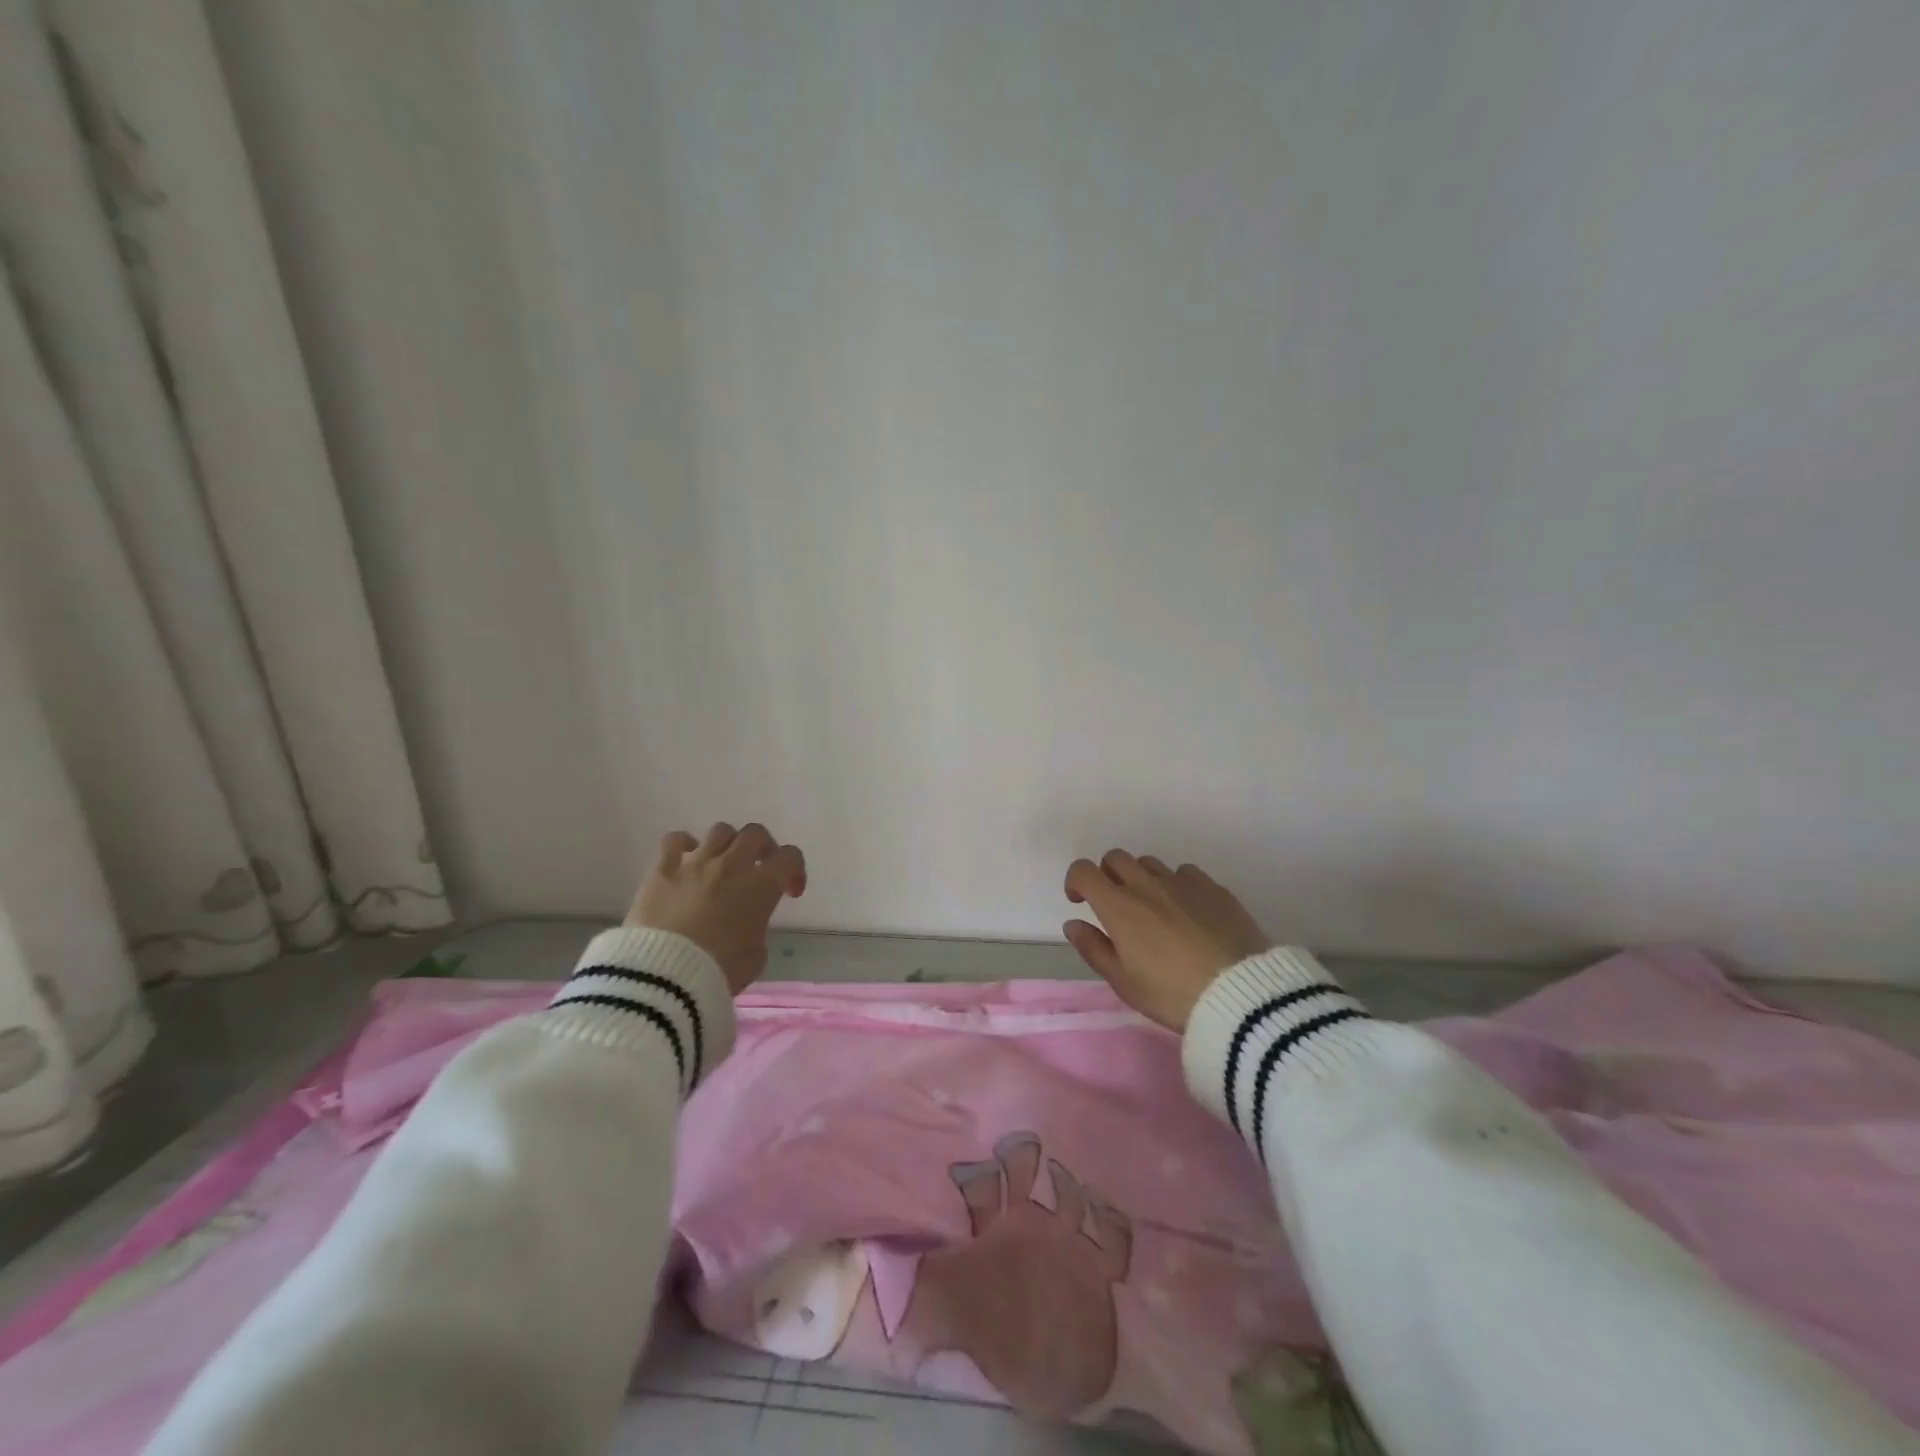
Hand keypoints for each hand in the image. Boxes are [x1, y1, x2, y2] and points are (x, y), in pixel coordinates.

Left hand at [628, 823, 805, 994]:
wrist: (664, 976)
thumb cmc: (719, 970)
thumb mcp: (756, 955)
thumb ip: (757, 926)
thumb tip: (746, 920)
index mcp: (762, 885)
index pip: (790, 857)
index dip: (795, 871)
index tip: (789, 892)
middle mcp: (732, 865)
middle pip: (755, 834)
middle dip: (763, 848)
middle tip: (759, 868)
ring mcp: (696, 863)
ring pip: (720, 831)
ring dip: (727, 845)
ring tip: (721, 864)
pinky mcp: (663, 869)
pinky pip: (675, 840)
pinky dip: (684, 845)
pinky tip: (685, 860)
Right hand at [1062, 851, 1269, 1031]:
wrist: (1240, 995)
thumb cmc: (1171, 994)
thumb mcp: (1123, 982)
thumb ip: (1093, 948)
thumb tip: (1074, 923)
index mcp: (1118, 906)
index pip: (1084, 870)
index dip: (1075, 881)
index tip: (1080, 901)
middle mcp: (1147, 884)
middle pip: (1116, 858)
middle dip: (1107, 875)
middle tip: (1115, 904)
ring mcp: (1183, 882)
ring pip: (1150, 863)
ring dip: (1141, 878)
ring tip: (1153, 909)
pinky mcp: (1213, 888)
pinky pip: (1185, 872)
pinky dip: (1175, 884)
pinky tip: (1186, 910)